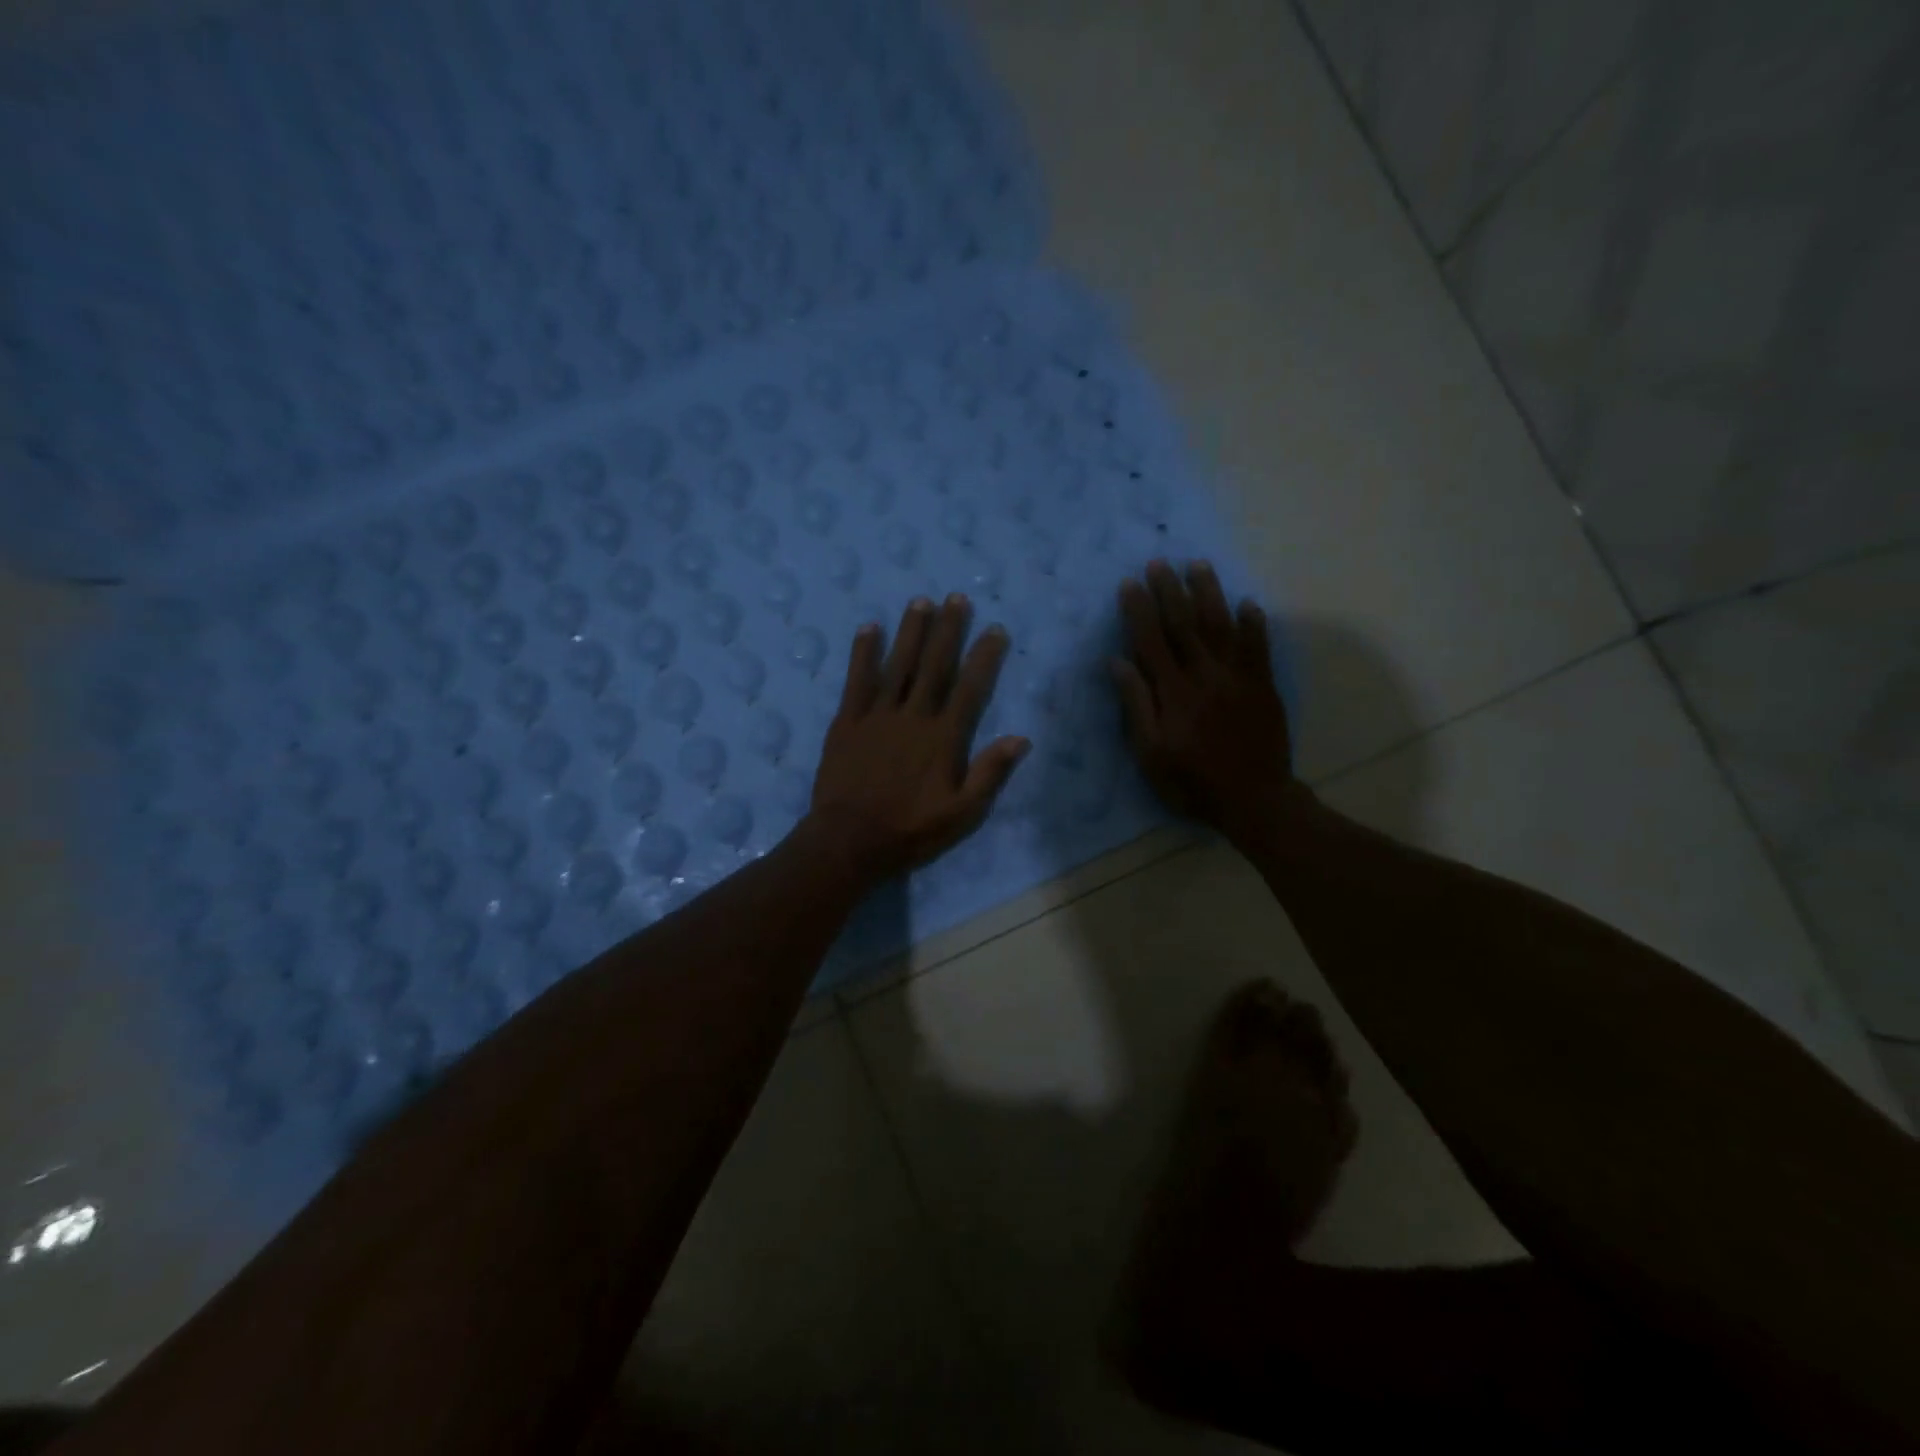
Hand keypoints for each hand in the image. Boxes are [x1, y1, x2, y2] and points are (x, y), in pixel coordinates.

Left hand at [808, 594, 1030, 881]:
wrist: (850, 840)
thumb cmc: (910, 830)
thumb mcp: (962, 814)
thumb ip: (990, 773)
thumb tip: (1021, 738)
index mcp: (943, 738)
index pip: (970, 689)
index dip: (984, 658)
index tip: (995, 630)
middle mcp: (913, 716)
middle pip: (934, 666)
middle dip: (948, 630)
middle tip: (957, 598)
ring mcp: (877, 715)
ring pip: (898, 665)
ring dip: (910, 632)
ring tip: (921, 601)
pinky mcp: (847, 721)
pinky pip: (857, 680)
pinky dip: (863, 653)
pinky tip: (868, 628)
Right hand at [1112, 560, 1298, 842]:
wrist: (1254, 800)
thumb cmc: (1192, 782)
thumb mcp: (1150, 754)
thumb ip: (1136, 706)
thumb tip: (1118, 662)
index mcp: (1173, 693)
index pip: (1151, 641)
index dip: (1139, 610)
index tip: (1130, 583)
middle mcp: (1205, 676)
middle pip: (1184, 625)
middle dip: (1170, 592)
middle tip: (1159, 563)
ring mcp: (1238, 678)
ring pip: (1221, 627)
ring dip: (1209, 594)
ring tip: (1198, 566)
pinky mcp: (1263, 686)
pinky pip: (1258, 648)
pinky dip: (1253, 624)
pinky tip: (1248, 604)